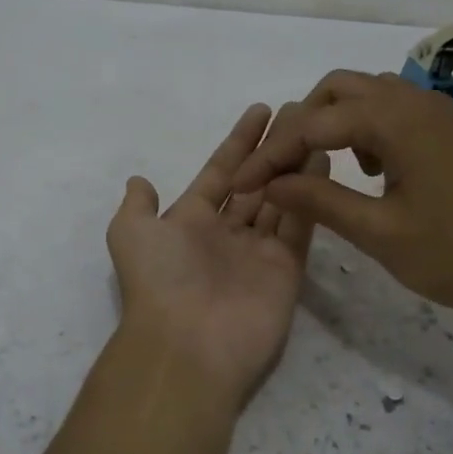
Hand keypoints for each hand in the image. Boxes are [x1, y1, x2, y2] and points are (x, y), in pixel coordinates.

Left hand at [107, 104, 330, 402]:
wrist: (188, 343)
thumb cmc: (159, 280)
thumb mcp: (130, 234)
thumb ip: (137, 205)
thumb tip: (139, 180)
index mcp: (191, 221)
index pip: (219, 172)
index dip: (238, 142)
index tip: (260, 111)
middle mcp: (226, 233)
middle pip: (254, 182)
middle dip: (272, 149)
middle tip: (297, 113)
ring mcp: (258, 251)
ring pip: (280, 198)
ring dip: (295, 165)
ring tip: (316, 130)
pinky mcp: (286, 268)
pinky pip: (299, 224)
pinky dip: (310, 195)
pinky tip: (322, 162)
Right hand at [231, 71, 452, 335]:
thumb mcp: (381, 233)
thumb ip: (321, 200)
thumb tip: (271, 182)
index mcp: (394, 120)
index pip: (312, 124)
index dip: (271, 155)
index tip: (242, 186)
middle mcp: (415, 102)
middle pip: (338, 89)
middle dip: (302, 124)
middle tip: (284, 170)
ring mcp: (440, 114)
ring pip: (369, 96)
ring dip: (337, 122)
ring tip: (328, 170)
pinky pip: (396, 111)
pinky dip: (369, 129)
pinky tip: (374, 172)